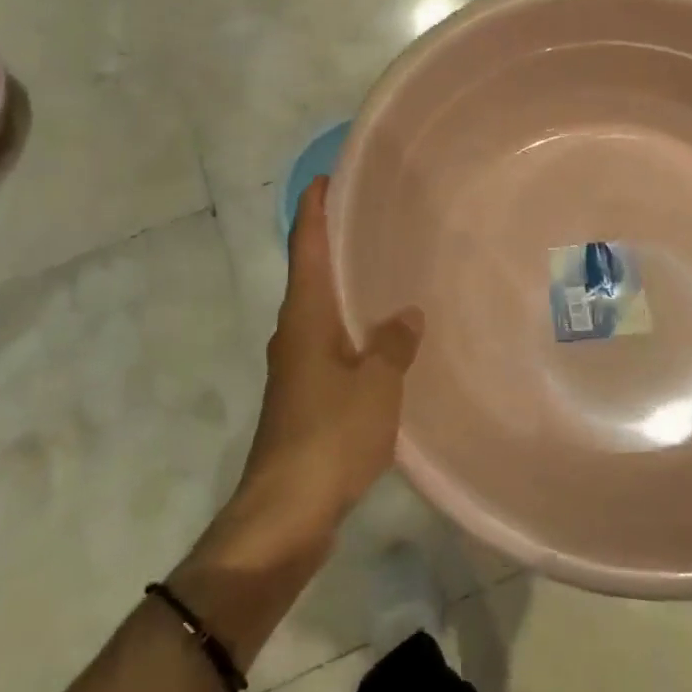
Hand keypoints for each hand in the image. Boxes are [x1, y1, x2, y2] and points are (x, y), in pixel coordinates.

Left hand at [234, 175, 423, 548]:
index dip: (314, 210)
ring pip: (321, 311)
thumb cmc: (329, 436)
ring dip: (343, 287)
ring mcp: (296, 367)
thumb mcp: (376, 385)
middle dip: (332, 242)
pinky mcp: (304, 397)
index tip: (325, 178)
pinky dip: (350, 327)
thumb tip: (406, 315)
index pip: (307, 248)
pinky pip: (330, 344)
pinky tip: (379, 337)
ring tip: (382, 270)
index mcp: (305, 317)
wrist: (285, 513)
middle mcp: (294, 333)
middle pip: (310, 273)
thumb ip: (392, 344)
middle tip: (369, 218)